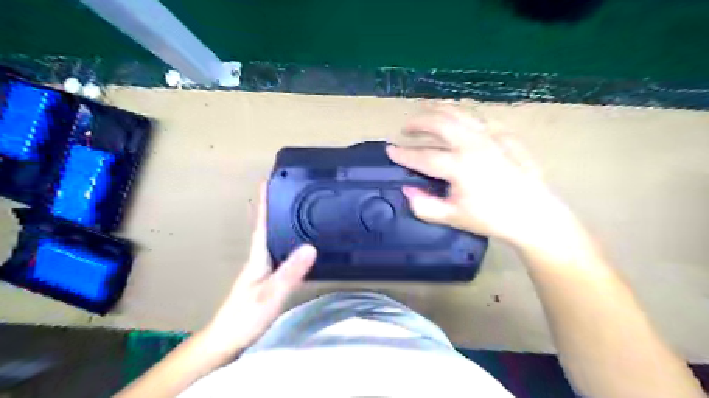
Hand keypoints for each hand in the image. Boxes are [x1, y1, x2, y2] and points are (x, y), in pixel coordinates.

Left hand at [202, 187, 318, 357]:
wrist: (227, 341)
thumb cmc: (245, 317)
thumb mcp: (270, 294)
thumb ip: (290, 272)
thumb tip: (311, 246)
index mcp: (258, 257)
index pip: (262, 224)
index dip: (264, 203)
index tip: (269, 181)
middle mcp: (260, 259)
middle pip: (269, 228)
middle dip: (277, 208)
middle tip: (292, 192)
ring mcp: (263, 270)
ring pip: (275, 240)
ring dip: (283, 224)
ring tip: (299, 211)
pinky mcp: (268, 280)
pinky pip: (281, 254)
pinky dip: (290, 243)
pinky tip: (301, 246)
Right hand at [386, 105, 571, 247]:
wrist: (534, 215)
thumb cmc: (492, 219)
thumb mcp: (453, 217)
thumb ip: (425, 206)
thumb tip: (407, 190)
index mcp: (460, 166)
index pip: (423, 156)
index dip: (403, 153)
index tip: (389, 150)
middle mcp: (474, 145)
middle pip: (441, 123)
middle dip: (419, 122)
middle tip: (406, 128)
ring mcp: (492, 137)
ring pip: (461, 113)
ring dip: (440, 110)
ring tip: (427, 110)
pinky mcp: (506, 136)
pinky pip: (481, 118)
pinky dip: (465, 115)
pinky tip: (460, 119)